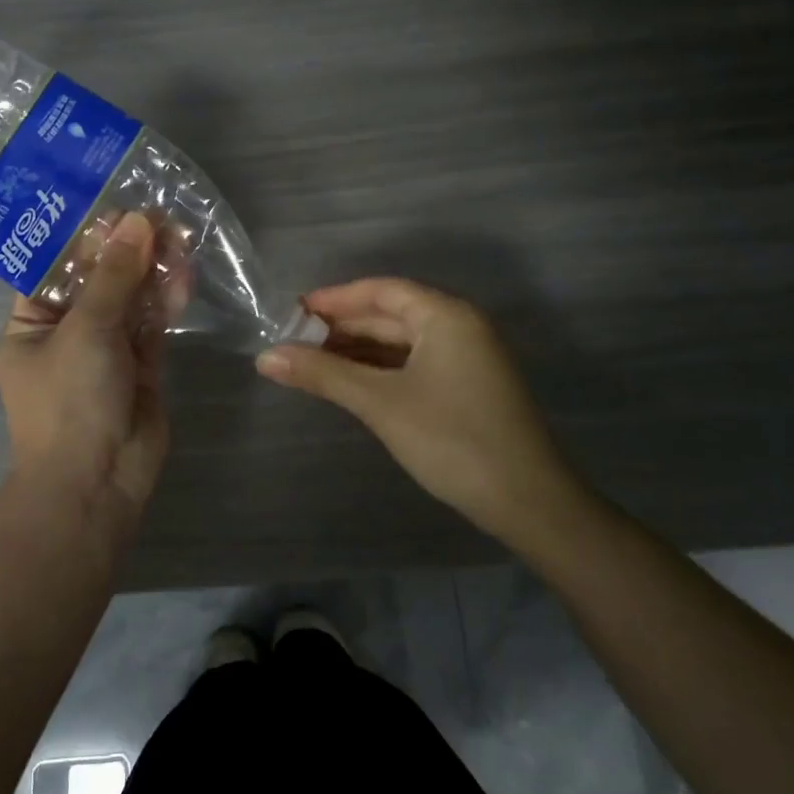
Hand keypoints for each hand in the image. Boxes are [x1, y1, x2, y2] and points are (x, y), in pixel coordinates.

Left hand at [0, 211, 174, 510]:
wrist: (97, 482)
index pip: (54, 267)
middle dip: (126, 249)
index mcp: (32, 322)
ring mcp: (105, 350)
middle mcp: (67, 331)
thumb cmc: (70, 400)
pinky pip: (152, 324)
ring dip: (151, 269)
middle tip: (158, 215)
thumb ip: (115, 276)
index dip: (84, 236)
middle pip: (97, 279)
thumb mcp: (86, 329)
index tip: (115, 205)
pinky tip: (184, 273)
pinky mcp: (141, 366)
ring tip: (179, 234)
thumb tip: (138, 221)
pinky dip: (166, 300)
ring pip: (129, 299)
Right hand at [256, 278, 578, 542]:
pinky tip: (350, 382)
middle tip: (293, 340)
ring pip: (401, 342)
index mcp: (445, 315)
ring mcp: (467, 358)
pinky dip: (380, 369)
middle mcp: (459, 327)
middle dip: (342, 327)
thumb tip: (265, 357)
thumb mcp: (381, 403)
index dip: (335, 298)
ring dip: (358, 350)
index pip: (381, 291)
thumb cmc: (452, 439)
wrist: (528, 502)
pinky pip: (414, 364)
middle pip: (390, 315)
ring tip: (310, 361)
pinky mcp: (467, 388)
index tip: (293, 312)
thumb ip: (323, 374)